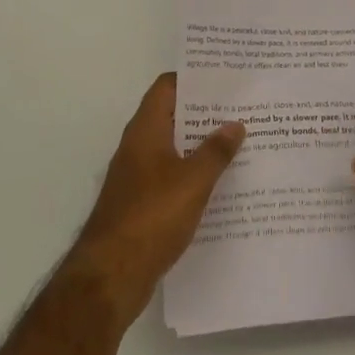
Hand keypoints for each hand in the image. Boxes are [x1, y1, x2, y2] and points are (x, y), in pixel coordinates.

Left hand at [66, 73, 244, 323]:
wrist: (111, 276)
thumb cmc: (151, 217)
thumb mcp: (193, 181)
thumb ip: (216, 151)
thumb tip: (235, 124)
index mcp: (146, 131)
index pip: (167, 87)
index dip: (195, 78)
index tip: (227, 78)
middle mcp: (138, 147)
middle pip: (173, 116)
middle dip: (206, 112)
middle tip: (244, 108)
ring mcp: (138, 176)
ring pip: (175, 148)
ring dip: (202, 144)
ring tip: (241, 141)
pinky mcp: (142, 204)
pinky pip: (173, 176)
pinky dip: (195, 174)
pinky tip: (222, 183)